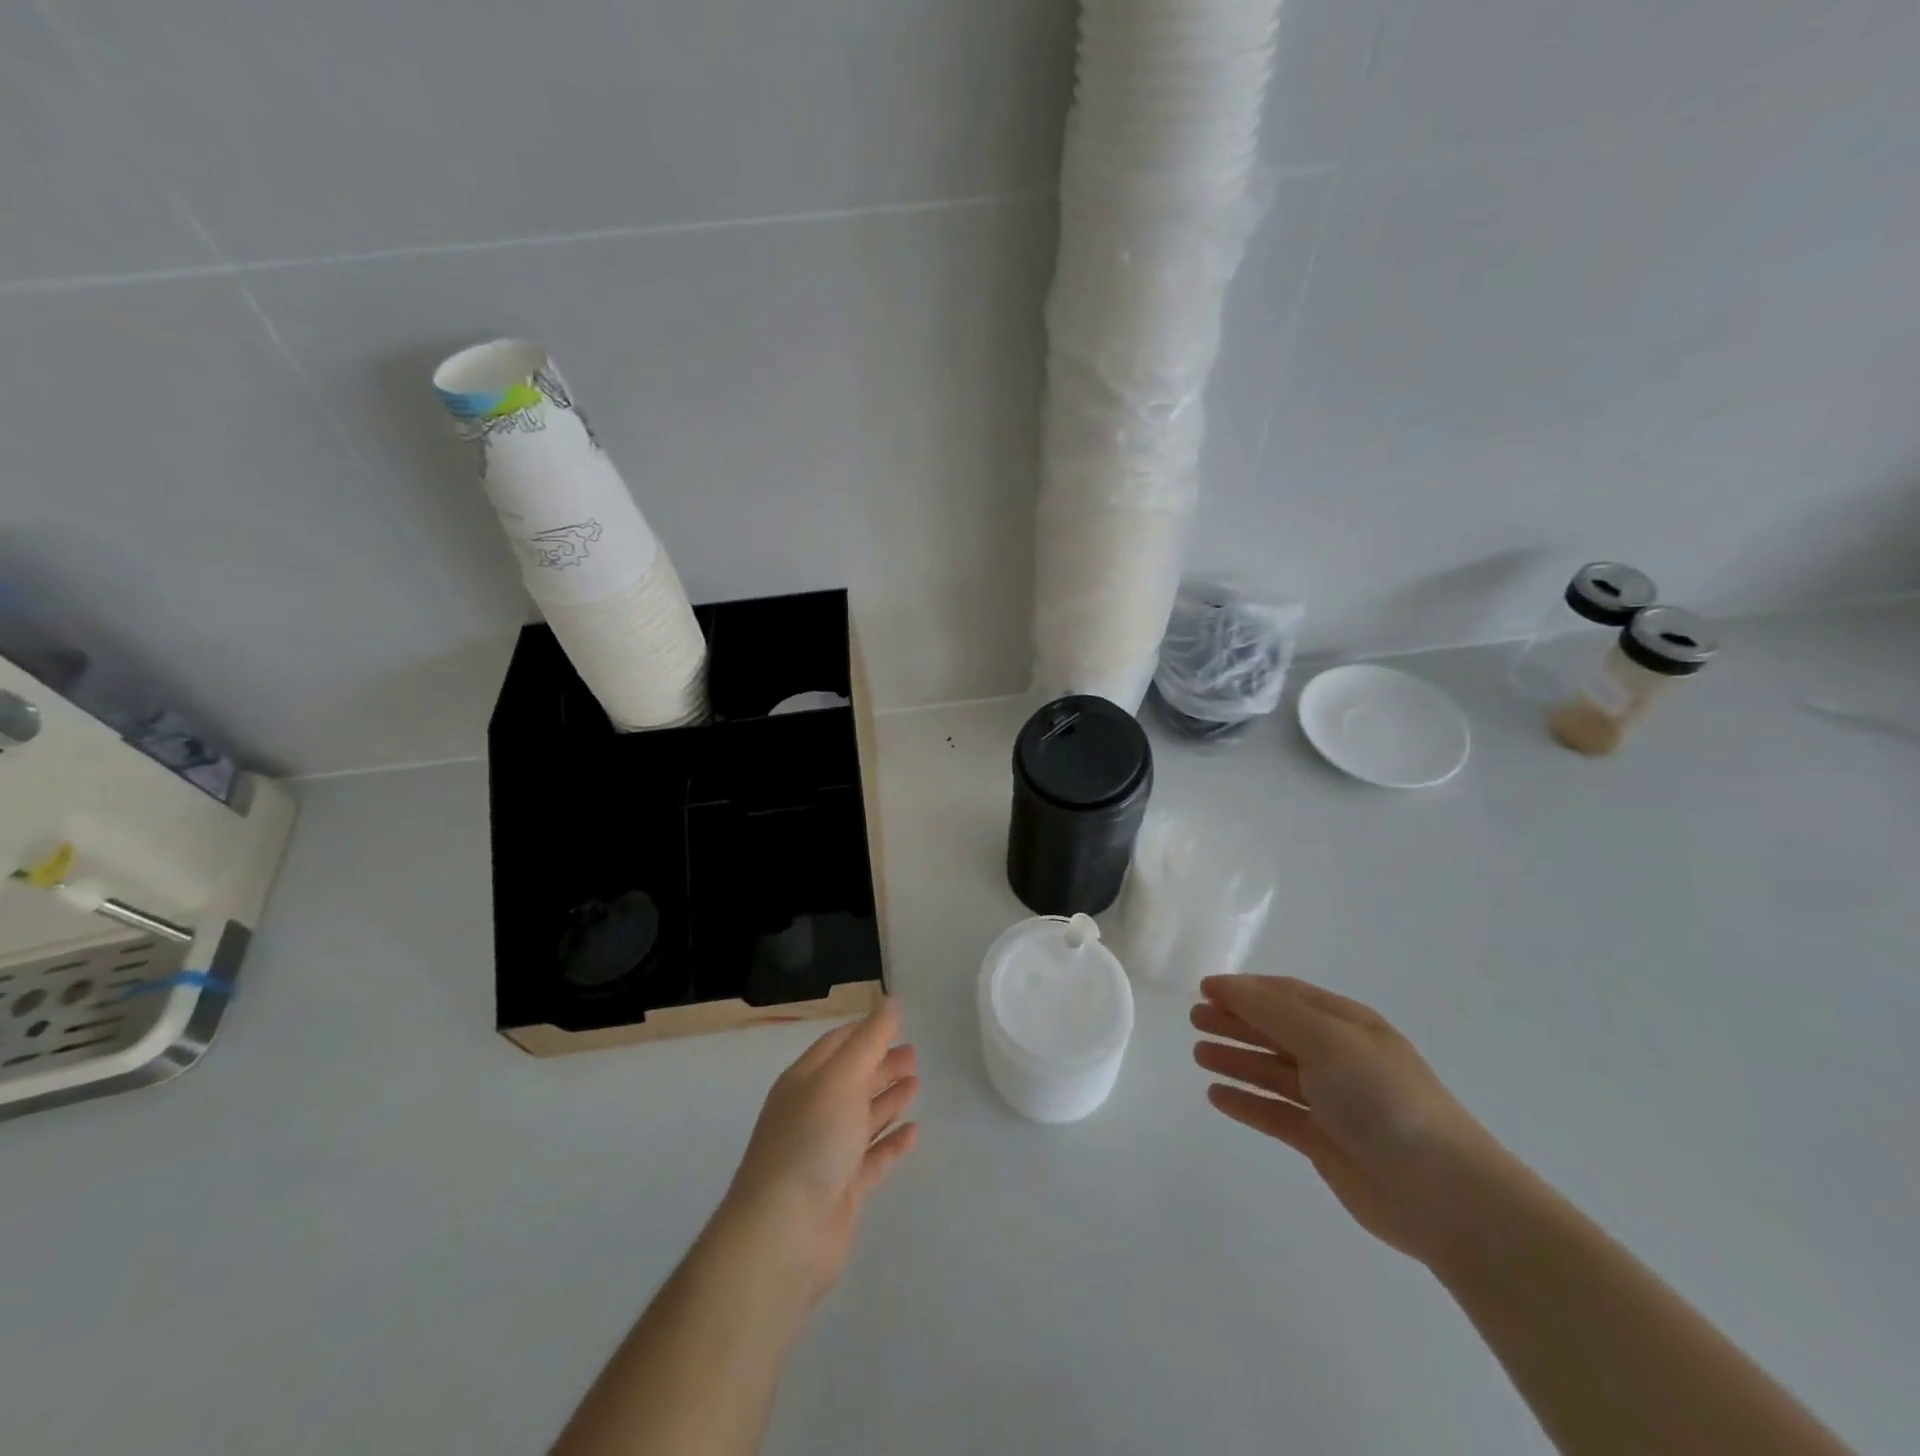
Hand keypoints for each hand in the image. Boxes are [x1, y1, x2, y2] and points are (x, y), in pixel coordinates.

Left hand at [722, 999, 919, 1303]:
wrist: (783, 1235)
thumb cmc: (811, 1141)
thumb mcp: (841, 1078)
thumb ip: (870, 1040)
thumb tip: (890, 1001)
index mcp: (804, 1081)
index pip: (836, 1045)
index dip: (864, 1031)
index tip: (895, 1021)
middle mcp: (813, 1112)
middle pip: (851, 1079)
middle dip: (881, 1063)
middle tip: (915, 1053)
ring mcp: (827, 1152)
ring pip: (862, 1116)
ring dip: (888, 1098)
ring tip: (917, 1082)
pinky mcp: (842, 1189)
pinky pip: (873, 1157)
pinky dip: (892, 1142)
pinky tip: (914, 1131)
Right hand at [1192, 975, 1501, 1263]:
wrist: (1443, 1193)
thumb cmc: (1382, 1098)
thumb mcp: (1326, 1039)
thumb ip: (1271, 1011)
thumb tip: (1225, 986)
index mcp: (1346, 1024)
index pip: (1285, 996)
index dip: (1244, 989)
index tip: (1203, 989)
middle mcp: (1338, 1057)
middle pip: (1275, 1031)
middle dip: (1235, 1022)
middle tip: (1193, 1019)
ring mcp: (1332, 1101)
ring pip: (1272, 1071)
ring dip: (1236, 1059)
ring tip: (1198, 1055)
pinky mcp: (1324, 1142)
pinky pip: (1275, 1113)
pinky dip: (1247, 1102)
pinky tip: (1217, 1097)